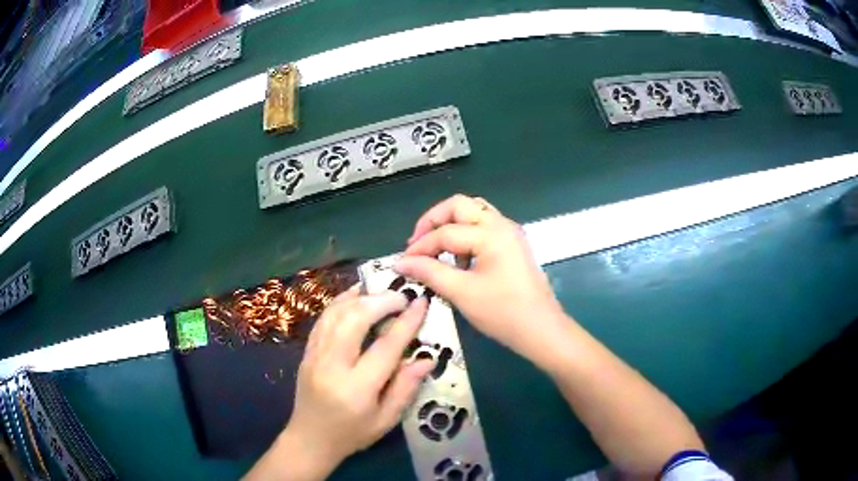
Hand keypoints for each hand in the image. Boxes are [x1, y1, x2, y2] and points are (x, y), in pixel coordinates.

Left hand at [245, 288, 433, 480]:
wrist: (309, 439)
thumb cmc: (352, 434)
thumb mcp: (386, 421)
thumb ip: (406, 388)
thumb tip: (427, 358)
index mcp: (356, 389)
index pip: (385, 348)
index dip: (406, 322)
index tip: (421, 302)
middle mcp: (331, 367)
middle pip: (354, 320)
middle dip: (380, 301)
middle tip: (401, 297)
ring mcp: (314, 356)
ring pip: (334, 314)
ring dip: (359, 297)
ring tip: (381, 292)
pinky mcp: (306, 352)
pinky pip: (323, 319)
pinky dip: (340, 303)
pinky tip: (355, 296)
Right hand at [394, 195, 565, 361]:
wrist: (541, 329)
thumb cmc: (503, 313)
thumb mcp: (462, 293)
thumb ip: (429, 273)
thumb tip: (401, 263)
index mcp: (491, 233)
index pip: (445, 232)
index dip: (419, 247)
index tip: (401, 263)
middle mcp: (501, 224)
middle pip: (459, 205)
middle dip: (433, 221)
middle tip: (416, 244)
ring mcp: (509, 232)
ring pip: (472, 212)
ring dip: (449, 225)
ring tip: (434, 250)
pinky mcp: (512, 244)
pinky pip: (483, 226)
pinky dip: (465, 234)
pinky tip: (458, 259)